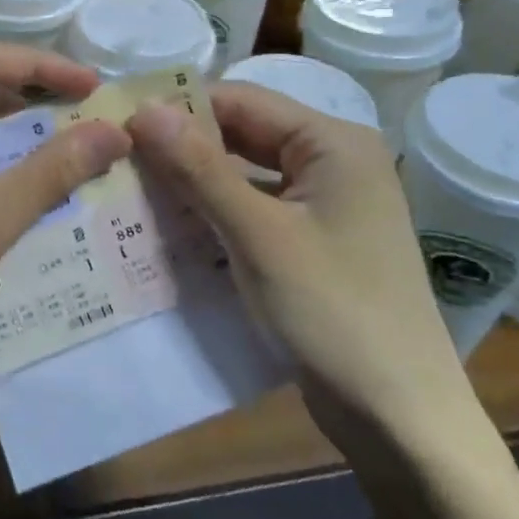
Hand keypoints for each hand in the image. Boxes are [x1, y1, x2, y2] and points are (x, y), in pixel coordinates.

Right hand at [127, 82, 473, 447]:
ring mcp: (326, 205)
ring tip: (130, 190)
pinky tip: (170, 228)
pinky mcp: (315, 242)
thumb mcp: (258, 236)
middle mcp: (333, 162)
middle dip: (183, 147)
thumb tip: (144, 108)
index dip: (179, 108)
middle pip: (244, 135)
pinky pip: (255, 210)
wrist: (401, 418)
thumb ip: (200, 168)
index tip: (118, 126)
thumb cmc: (334, 313)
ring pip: (245, 174)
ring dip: (194, 183)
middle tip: (116, 160)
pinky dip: (216, 215)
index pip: (241, 100)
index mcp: (333, 143)